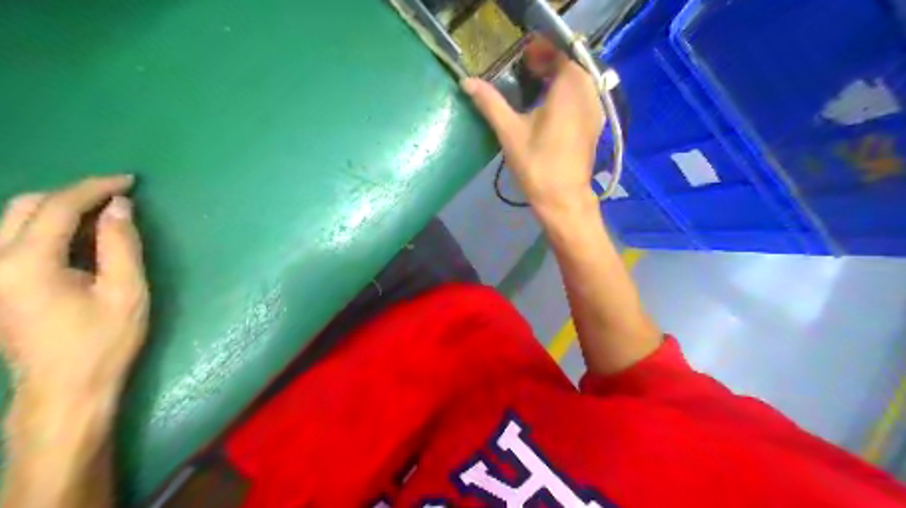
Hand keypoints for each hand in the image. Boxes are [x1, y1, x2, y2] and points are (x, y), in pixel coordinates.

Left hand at [0, 175, 149, 404]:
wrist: (64, 388)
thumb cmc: (102, 342)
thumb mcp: (126, 292)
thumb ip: (121, 245)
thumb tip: (120, 206)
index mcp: (26, 264)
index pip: (56, 207)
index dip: (95, 188)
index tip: (129, 181)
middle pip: (26, 206)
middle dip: (73, 195)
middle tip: (117, 199)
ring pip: (13, 220)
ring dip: (58, 209)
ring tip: (101, 216)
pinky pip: (12, 239)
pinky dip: (46, 228)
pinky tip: (78, 238)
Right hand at [462, 50, 603, 212]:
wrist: (563, 199)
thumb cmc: (537, 164)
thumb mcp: (509, 132)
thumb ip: (490, 103)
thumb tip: (466, 82)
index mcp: (569, 89)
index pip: (560, 54)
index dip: (541, 52)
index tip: (521, 59)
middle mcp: (588, 94)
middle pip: (571, 67)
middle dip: (549, 64)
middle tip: (525, 71)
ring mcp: (595, 111)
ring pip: (579, 83)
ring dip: (559, 80)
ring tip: (534, 88)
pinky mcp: (594, 126)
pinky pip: (583, 98)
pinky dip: (567, 95)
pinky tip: (549, 109)